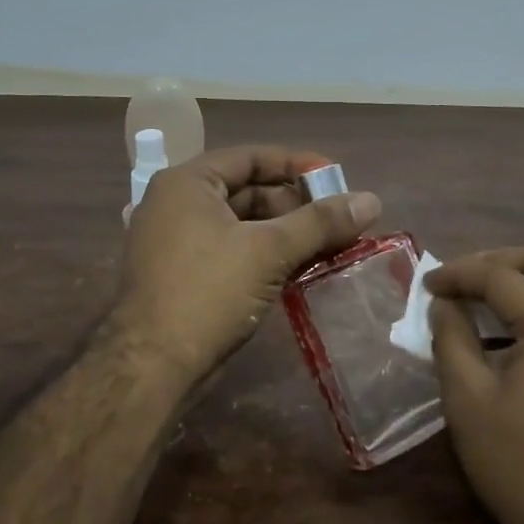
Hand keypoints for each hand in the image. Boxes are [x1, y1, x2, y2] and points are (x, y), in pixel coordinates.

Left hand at [115, 145, 381, 386]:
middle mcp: (176, 204)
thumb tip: (372, 200)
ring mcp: (176, 242)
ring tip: (329, 246)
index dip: (297, 165)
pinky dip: (265, 256)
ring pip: (242, 225)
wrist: (152, 366)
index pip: (251, 157)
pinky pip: (232, 251)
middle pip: (248, 191)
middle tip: (338, 220)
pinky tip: (300, 269)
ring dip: (285, 234)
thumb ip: (320, 222)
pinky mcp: (183, 276)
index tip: (337, 178)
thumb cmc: (208, 292)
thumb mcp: (269, 250)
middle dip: (295, 205)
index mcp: (188, 183)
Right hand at [426, 249, 523, 523]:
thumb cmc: (520, 464)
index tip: (427, 284)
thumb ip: (451, 339)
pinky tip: (513, 330)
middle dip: (499, 261)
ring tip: (481, 298)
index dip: (460, 274)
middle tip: (461, 278)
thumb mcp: (468, 401)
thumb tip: (444, 304)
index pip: (503, 277)